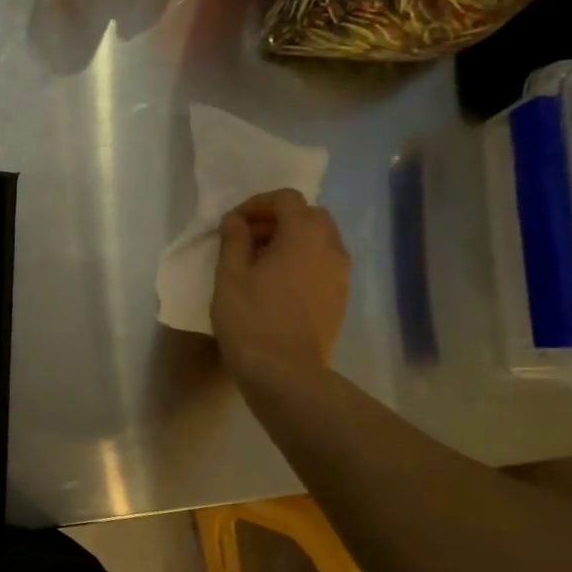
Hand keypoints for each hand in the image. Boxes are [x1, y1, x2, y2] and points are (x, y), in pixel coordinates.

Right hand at [211, 190, 349, 385]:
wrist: (286, 372)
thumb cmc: (251, 319)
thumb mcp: (230, 276)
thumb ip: (233, 240)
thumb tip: (235, 221)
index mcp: (304, 235)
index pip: (286, 199)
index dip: (256, 204)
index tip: (232, 224)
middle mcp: (331, 247)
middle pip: (308, 215)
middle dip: (277, 220)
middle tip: (246, 240)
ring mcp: (341, 274)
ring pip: (319, 240)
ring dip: (290, 240)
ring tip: (259, 263)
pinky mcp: (340, 297)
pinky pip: (322, 263)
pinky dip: (301, 260)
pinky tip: (276, 284)